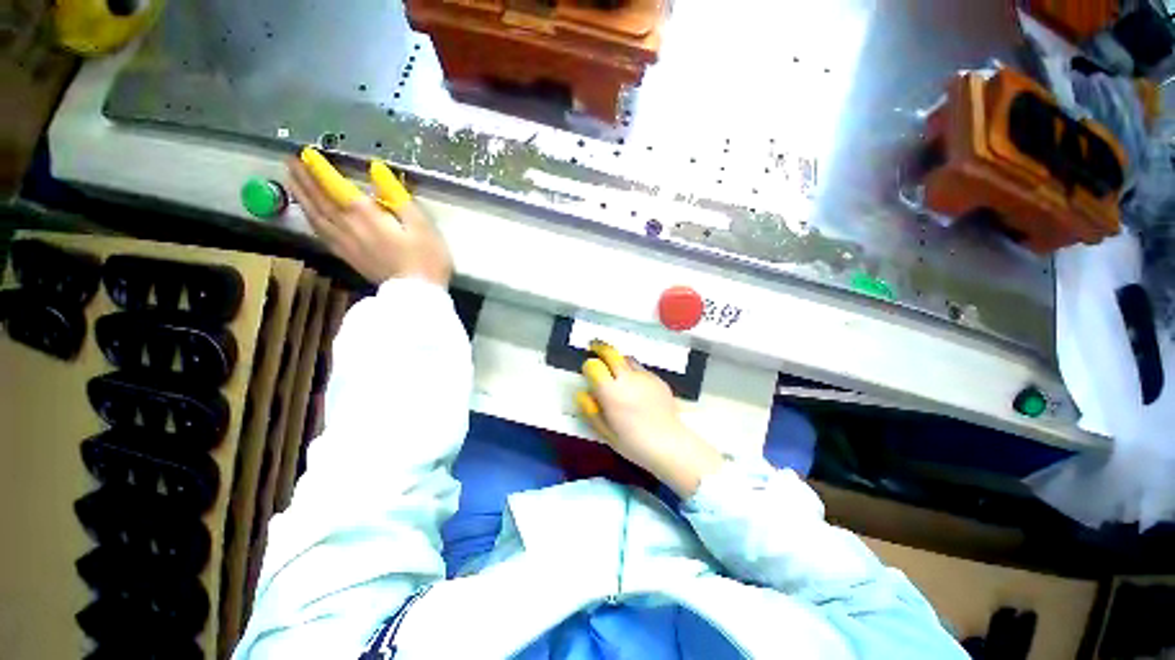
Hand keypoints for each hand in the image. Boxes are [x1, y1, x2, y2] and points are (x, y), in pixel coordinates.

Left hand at [287, 153, 451, 285]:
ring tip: (291, 181)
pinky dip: (311, 220)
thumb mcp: (422, 225)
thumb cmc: (427, 258)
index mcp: (367, 217)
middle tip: (291, 161)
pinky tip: (309, 215)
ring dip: (302, 197)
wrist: (418, 294)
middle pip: (320, 200)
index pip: (337, 187)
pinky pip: (322, 234)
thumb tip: (377, 172)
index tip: (307, 152)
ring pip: (316, 217)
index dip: (321, 169)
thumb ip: (399, 197)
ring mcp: (346, 245)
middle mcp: (349, 228)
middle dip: (305, 179)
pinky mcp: (348, 258)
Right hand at [579, 342, 723, 496]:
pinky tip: (636, 388)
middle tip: (594, 346)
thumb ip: (590, 411)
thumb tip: (581, 393)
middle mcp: (627, 378)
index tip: (588, 372)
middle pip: (611, 353)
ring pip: (627, 359)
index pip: (594, 366)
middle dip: (600, 347)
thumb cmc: (633, 443)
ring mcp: (645, 376)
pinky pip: (641, 370)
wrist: (669, 444)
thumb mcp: (605, 432)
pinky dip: (634, 373)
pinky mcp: (658, 379)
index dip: (588, 367)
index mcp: (611, 392)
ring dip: (618, 361)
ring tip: (616, 371)